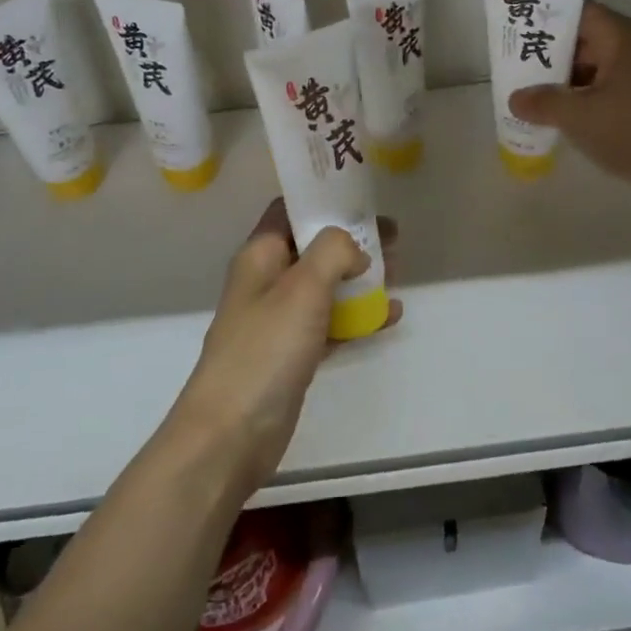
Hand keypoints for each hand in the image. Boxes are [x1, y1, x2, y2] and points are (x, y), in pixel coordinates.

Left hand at [170, 200, 401, 495]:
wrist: (231, 433)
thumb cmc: (265, 349)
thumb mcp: (303, 287)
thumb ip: (333, 251)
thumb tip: (354, 249)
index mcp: (260, 255)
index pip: (290, 210)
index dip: (325, 199)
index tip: (364, 197)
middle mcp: (267, 281)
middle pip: (314, 247)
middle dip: (353, 239)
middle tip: (395, 237)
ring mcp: (279, 319)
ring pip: (325, 285)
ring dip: (359, 277)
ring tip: (399, 272)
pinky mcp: (292, 353)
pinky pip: (330, 323)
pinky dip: (357, 316)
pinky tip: (390, 316)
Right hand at [507, 0, 630, 183]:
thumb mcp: (579, 116)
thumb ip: (542, 103)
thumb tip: (514, 99)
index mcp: (619, 36)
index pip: (577, 10)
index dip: (545, 14)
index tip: (516, 24)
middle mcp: (629, 45)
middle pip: (580, 35)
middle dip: (546, 47)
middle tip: (511, 57)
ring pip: (587, 61)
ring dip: (558, 73)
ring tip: (523, 84)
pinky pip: (597, 81)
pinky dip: (575, 90)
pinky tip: (550, 106)